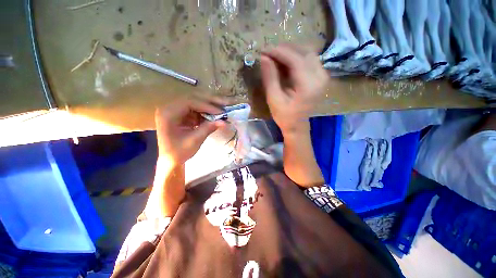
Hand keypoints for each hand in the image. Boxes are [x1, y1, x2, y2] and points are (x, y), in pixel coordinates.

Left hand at [155, 96, 226, 165]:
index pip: (190, 102)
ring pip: (196, 102)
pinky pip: (196, 109)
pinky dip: (206, 112)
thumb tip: (224, 122)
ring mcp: (176, 110)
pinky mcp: (182, 114)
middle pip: (193, 99)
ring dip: (210, 106)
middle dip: (211, 102)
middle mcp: (170, 108)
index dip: (207, 106)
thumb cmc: (179, 152)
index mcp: (168, 113)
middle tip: (226, 103)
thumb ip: (208, 128)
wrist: (170, 160)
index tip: (221, 112)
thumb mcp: (194, 140)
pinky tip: (215, 115)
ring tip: (223, 108)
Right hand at [260, 44, 328, 133]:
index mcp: (309, 86)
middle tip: (268, 53)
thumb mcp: (273, 99)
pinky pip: (309, 58)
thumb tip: (264, 57)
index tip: (264, 50)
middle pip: (304, 52)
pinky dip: (296, 56)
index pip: (296, 59)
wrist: (297, 125)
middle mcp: (320, 77)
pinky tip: (285, 61)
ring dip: (290, 51)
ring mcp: (323, 76)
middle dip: (284, 49)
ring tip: (275, 56)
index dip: (279, 52)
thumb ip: (270, 77)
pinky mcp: (321, 76)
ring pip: (307, 52)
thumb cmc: (284, 116)